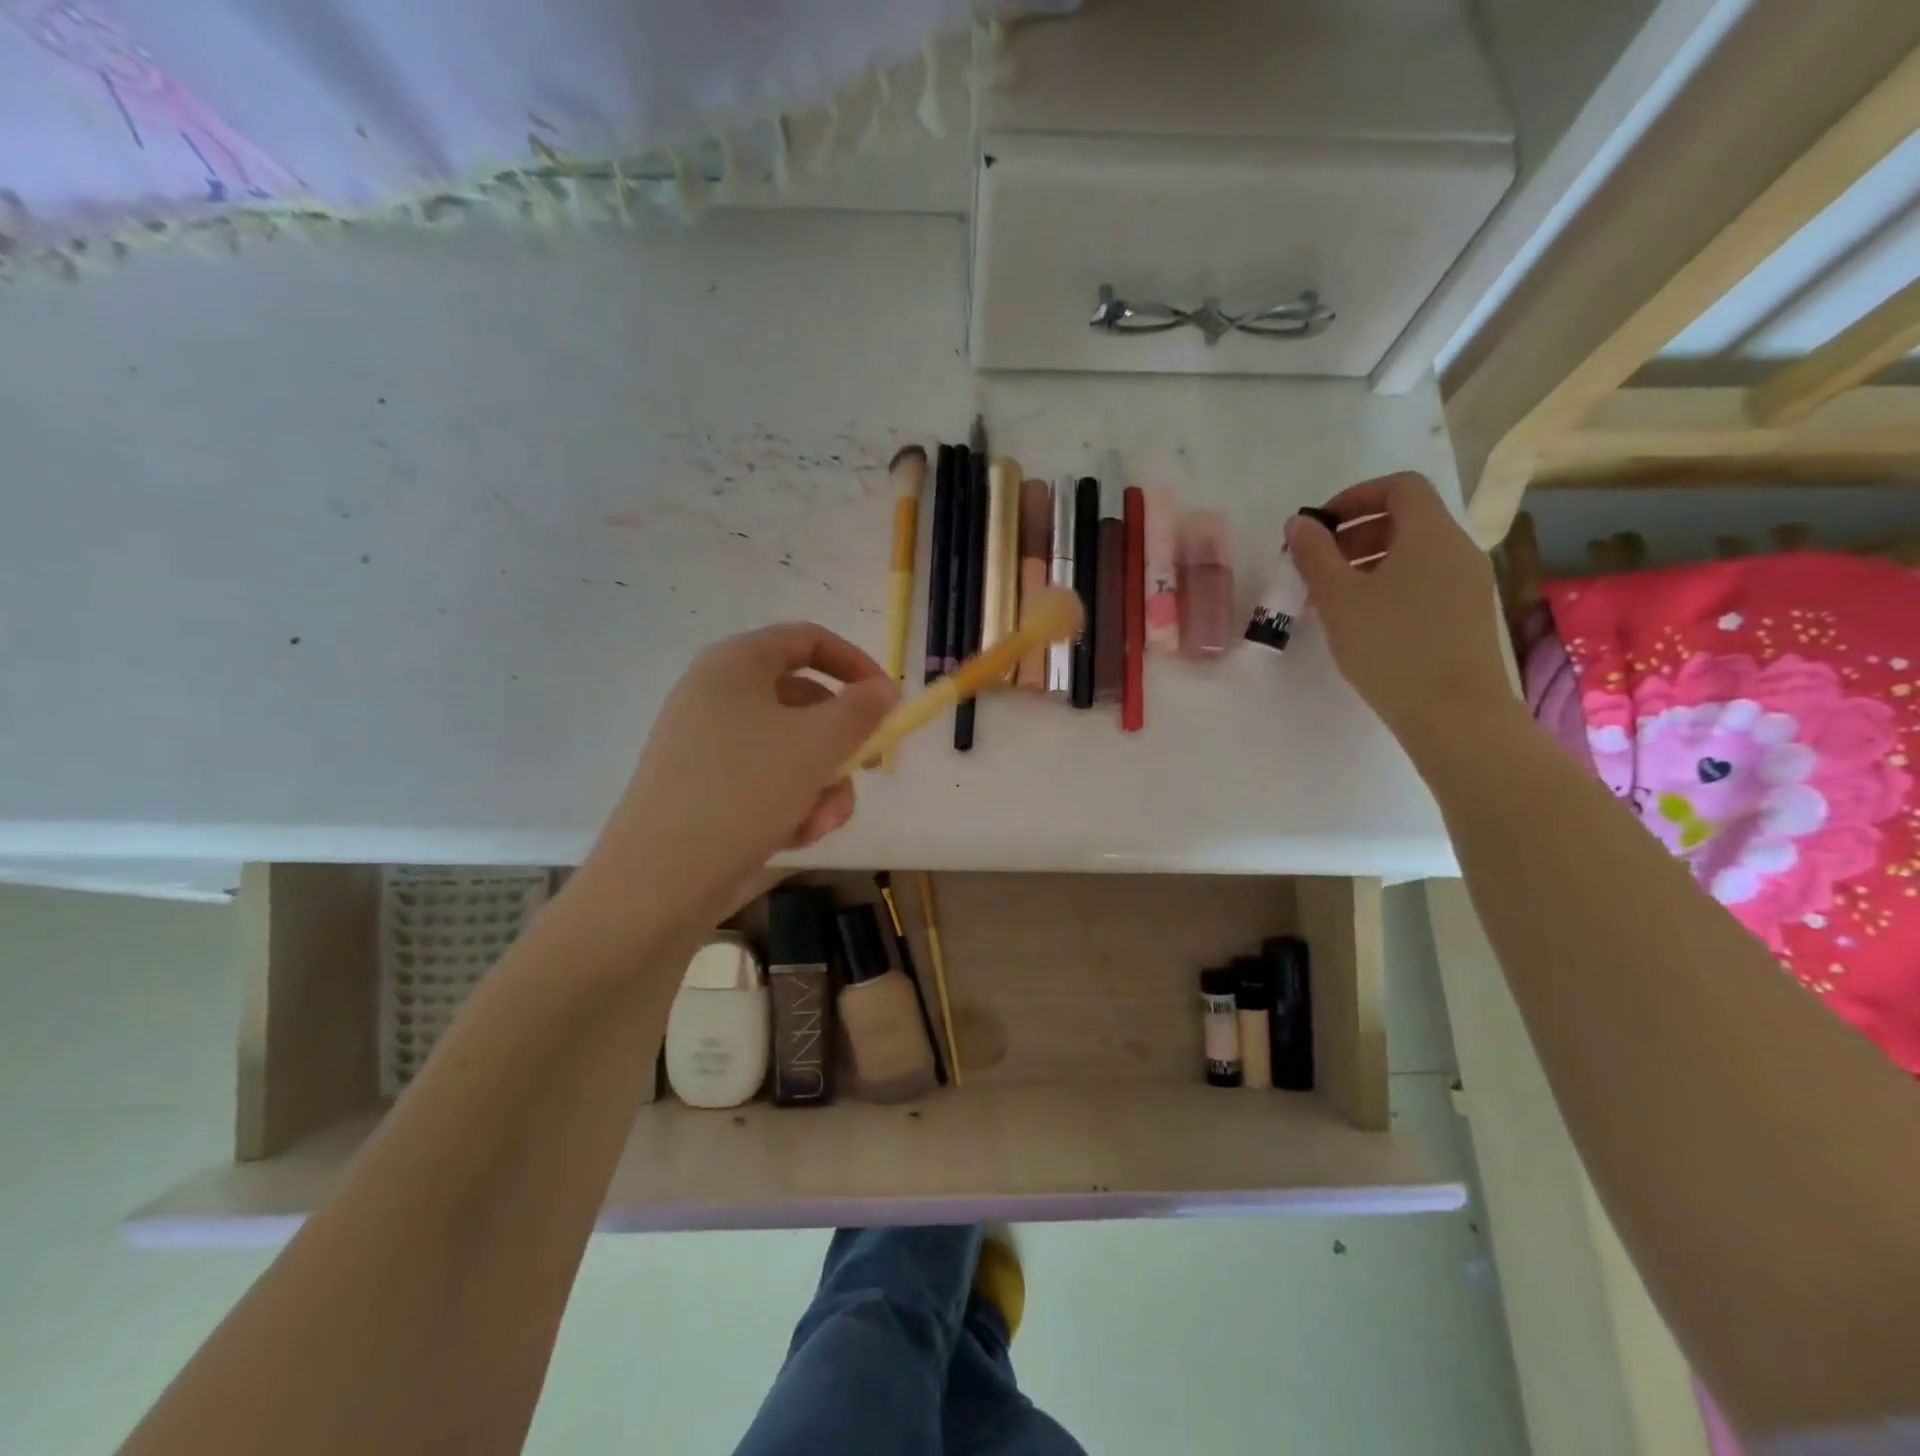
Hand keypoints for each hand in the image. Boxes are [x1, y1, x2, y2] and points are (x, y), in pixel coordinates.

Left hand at [586, 623, 897, 909]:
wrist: (660, 879)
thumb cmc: (744, 791)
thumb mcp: (817, 744)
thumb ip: (861, 709)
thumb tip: (883, 688)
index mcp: (736, 664)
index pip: (807, 639)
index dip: (855, 663)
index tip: (887, 700)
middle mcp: (718, 695)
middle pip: (805, 702)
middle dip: (841, 744)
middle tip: (866, 770)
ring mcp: (708, 744)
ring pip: (791, 749)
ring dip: (821, 785)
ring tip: (820, 823)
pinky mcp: (706, 787)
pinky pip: (766, 780)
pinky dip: (790, 804)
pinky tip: (794, 837)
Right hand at [1287, 472, 1512, 743]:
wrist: (1453, 711)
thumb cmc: (1391, 645)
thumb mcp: (1338, 597)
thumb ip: (1315, 554)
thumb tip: (1300, 523)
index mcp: (1430, 533)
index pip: (1400, 486)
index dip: (1356, 496)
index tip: (1320, 527)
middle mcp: (1457, 549)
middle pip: (1406, 520)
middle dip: (1355, 534)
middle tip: (1317, 566)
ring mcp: (1468, 583)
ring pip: (1413, 555)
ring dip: (1368, 563)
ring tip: (1332, 598)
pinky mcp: (1467, 615)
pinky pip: (1424, 582)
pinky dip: (1389, 586)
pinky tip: (1363, 622)